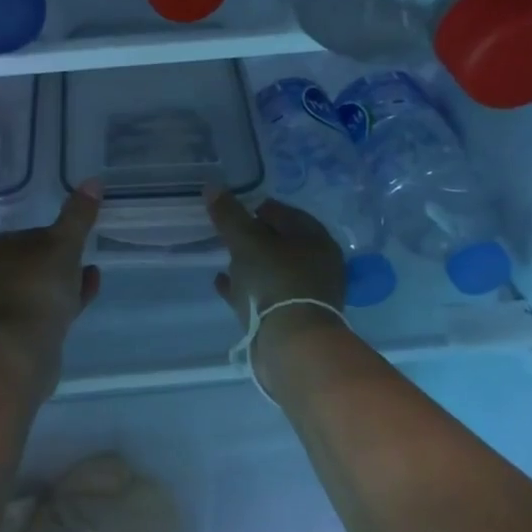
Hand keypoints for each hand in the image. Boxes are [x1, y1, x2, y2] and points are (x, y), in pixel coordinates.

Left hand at [0, 180, 102, 390]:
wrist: (22, 350)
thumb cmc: (38, 287)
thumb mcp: (64, 244)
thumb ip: (78, 215)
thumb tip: (94, 181)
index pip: (26, 235)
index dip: (54, 236)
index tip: (77, 239)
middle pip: (31, 262)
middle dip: (60, 260)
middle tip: (85, 258)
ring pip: (38, 287)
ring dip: (64, 281)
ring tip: (91, 275)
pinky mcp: (12, 333)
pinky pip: (42, 309)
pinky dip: (63, 300)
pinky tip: (85, 294)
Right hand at [205, 188, 348, 381]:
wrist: (291, 345)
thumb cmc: (275, 282)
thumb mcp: (247, 242)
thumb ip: (230, 215)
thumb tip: (213, 187)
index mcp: (316, 241)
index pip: (287, 213)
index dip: (260, 207)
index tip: (235, 208)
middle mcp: (317, 266)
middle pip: (282, 243)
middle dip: (255, 237)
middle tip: (228, 232)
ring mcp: (306, 295)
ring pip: (273, 271)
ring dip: (250, 263)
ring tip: (223, 257)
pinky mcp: (291, 319)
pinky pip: (263, 295)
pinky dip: (245, 287)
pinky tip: (222, 282)